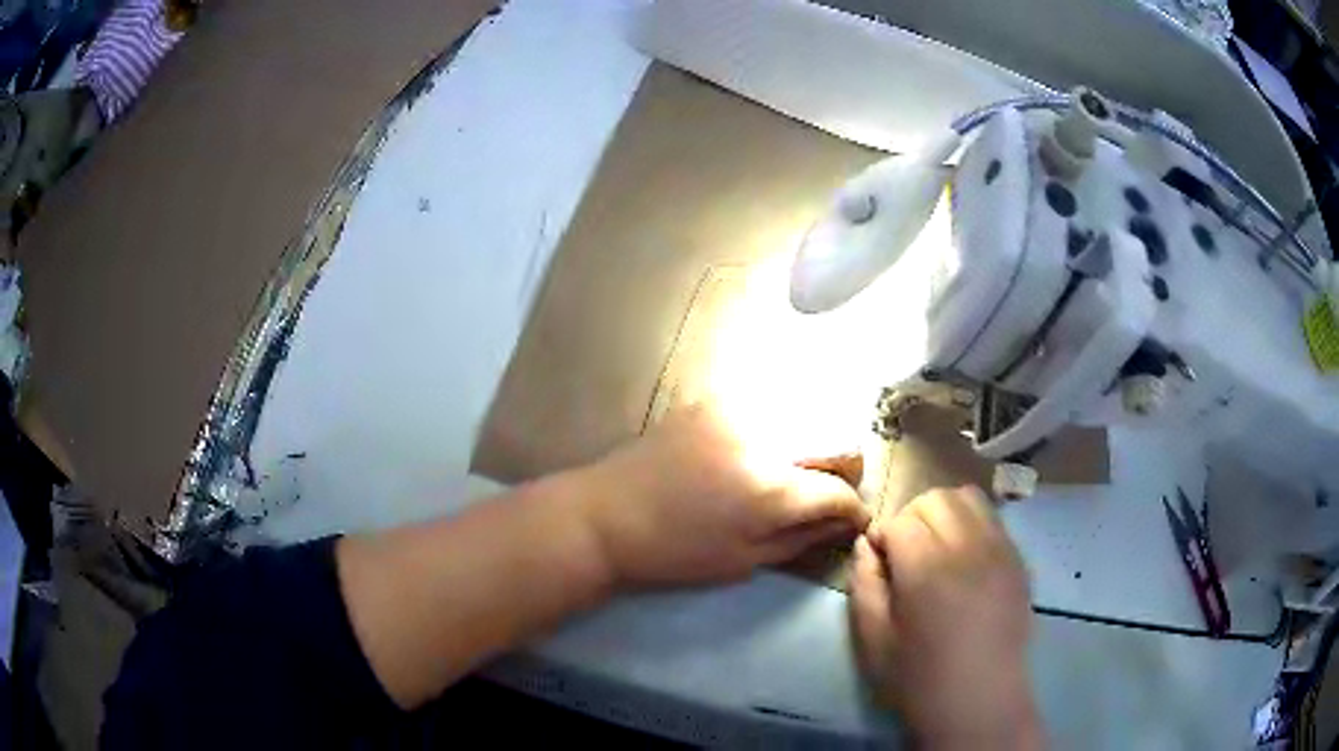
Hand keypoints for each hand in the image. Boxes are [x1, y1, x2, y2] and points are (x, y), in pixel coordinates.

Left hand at [576, 405, 870, 587]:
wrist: (606, 515)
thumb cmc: (674, 552)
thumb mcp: (744, 560)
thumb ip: (802, 538)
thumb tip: (844, 523)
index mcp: (770, 489)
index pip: (840, 491)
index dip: (854, 511)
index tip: (853, 521)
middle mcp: (764, 438)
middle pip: (839, 440)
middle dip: (845, 472)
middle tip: (828, 495)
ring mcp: (738, 409)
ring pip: (810, 414)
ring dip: (817, 445)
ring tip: (799, 472)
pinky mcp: (715, 398)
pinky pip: (770, 403)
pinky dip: (783, 425)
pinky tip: (766, 448)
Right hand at [849, 486, 1042, 749]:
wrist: (979, 699)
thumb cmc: (918, 677)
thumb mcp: (873, 638)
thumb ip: (864, 583)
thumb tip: (867, 545)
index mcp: (927, 568)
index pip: (900, 521)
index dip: (883, 538)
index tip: (881, 565)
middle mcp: (968, 546)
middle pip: (935, 498)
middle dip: (912, 518)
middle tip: (906, 555)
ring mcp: (1000, 549)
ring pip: (968, 498)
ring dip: (945, 513)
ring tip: (937, 548)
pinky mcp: (1018, 560)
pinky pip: (993, 519)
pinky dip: (972, 525)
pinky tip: (966, 560)